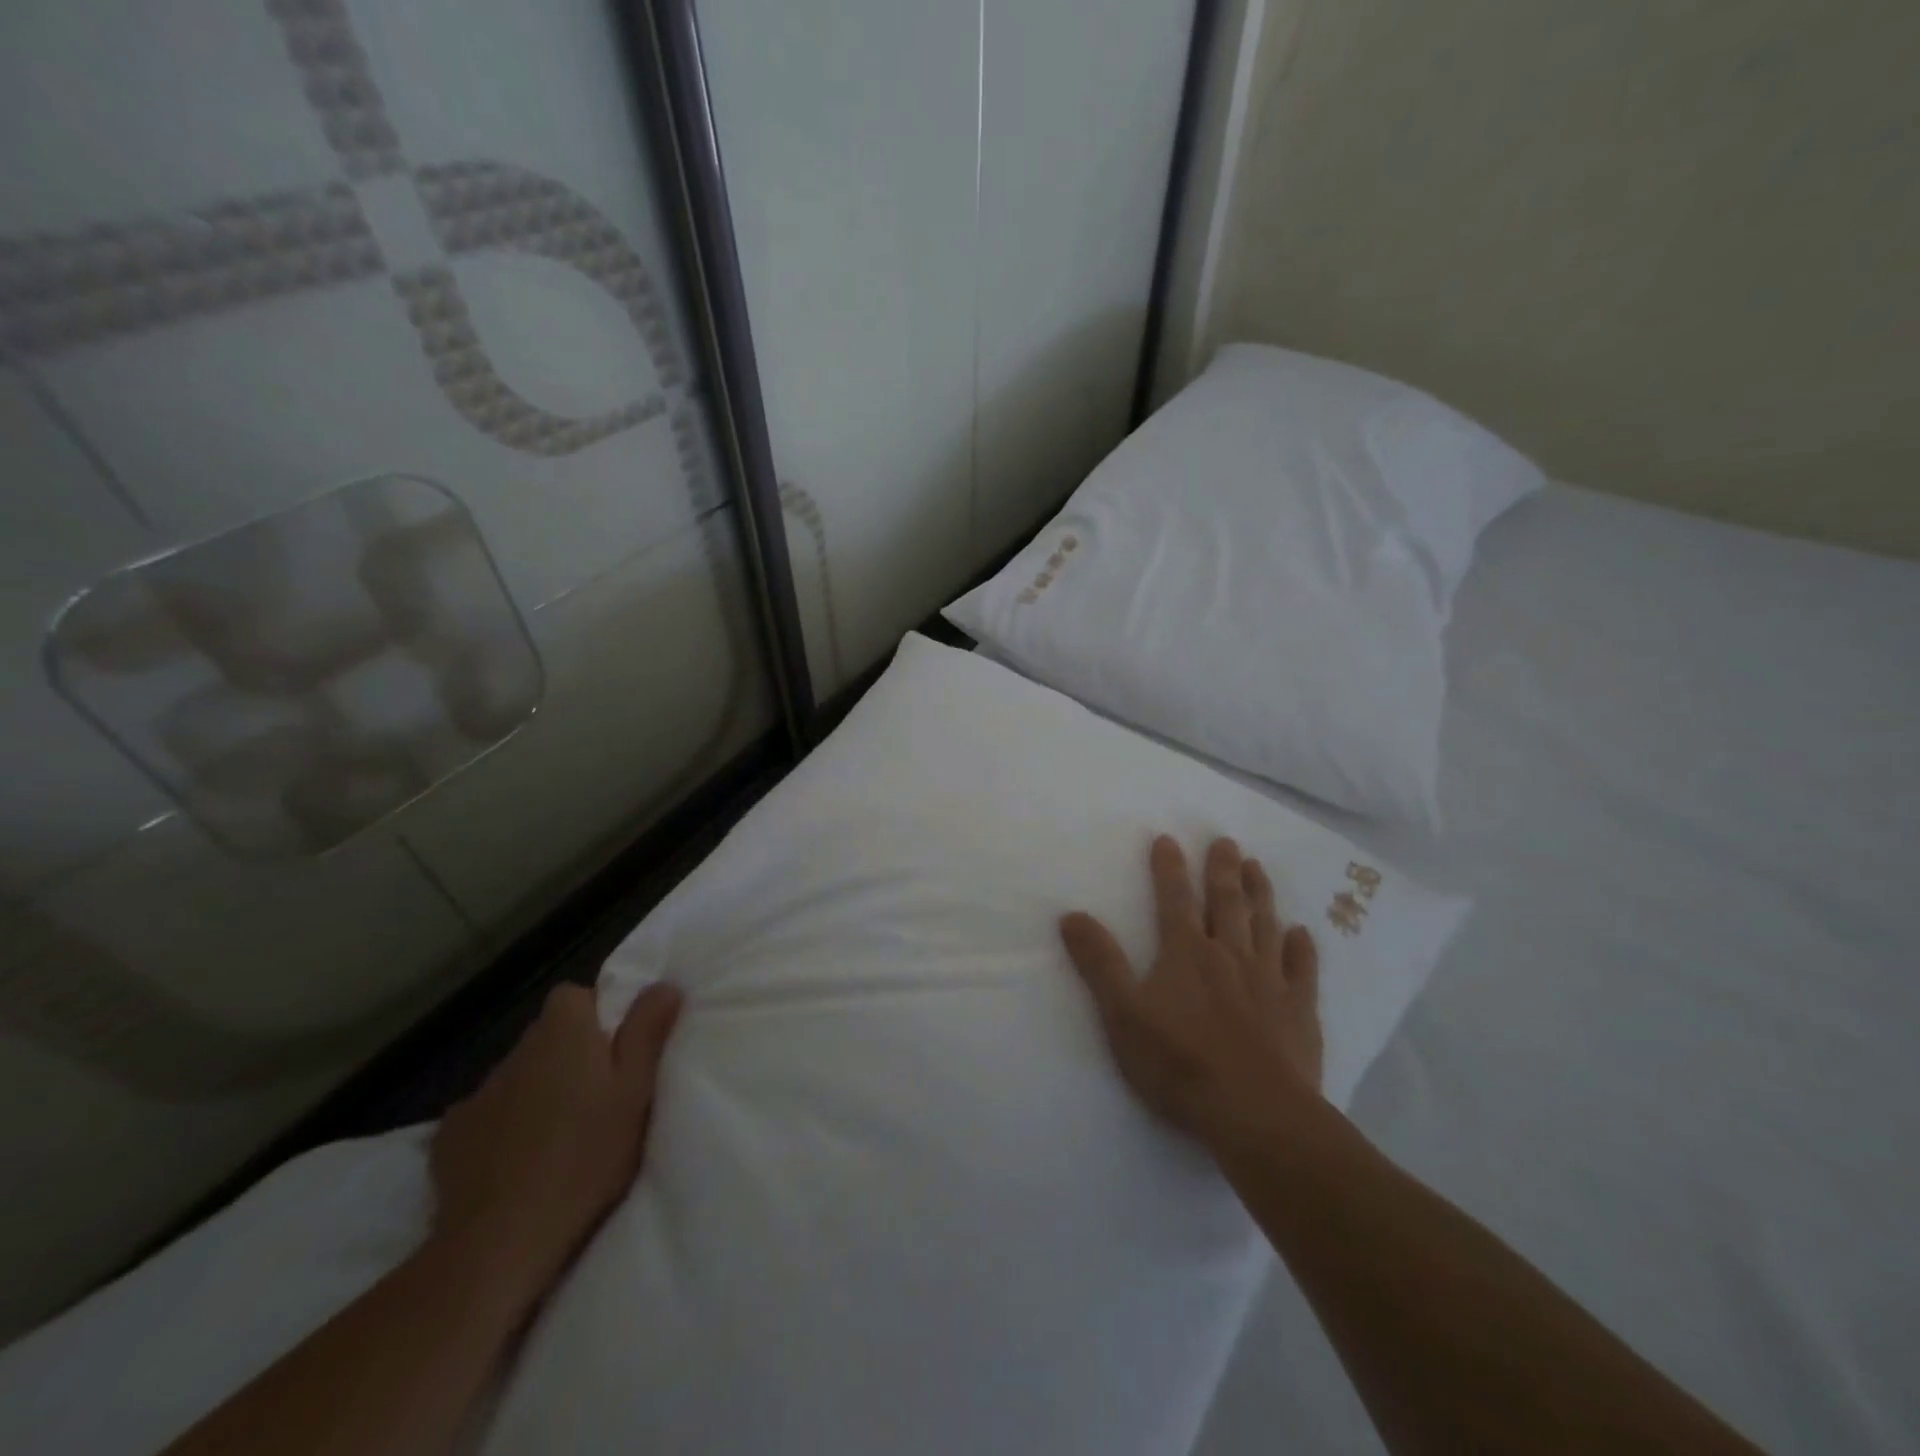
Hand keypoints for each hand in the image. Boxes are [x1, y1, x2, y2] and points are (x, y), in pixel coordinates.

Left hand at [430, 980, 682, 1302]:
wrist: (498, 1241)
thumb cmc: (584, 1156)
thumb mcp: (636, 1090)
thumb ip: (648, 1031)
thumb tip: (663, 984)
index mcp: (563, 1031)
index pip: (576, 995)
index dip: (599, 1016)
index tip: (618, 1053)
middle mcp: (516, 1050)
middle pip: (548, 1036)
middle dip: (571, 1055)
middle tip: (598, 1098)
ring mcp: (477, 1094)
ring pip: (519, 1076)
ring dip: (537, 1091)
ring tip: (559, 1136)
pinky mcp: (448, 1138)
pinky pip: (486, 1116)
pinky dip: (502, 1128)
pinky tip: (515, 1162)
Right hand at [1060, 835, 1321, 1149]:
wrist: (1255, 1113)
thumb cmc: (1179, 1062)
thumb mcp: (1122, 1013)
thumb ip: (1099, 963)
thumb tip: (1071, 915)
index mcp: (1185, 953)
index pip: (1174, 899)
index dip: (1169, 868)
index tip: (1168, 838)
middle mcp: (1228, 955)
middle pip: (1225, 903)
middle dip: (1222, 869)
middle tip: (1226, 841)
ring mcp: (1268, 981)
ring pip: (1264, 926)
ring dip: (1260, 894)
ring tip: (1257, 867)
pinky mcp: (1299, 1011)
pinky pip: (1302, 970)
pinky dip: (1301, 949)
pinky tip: (1301, 933)